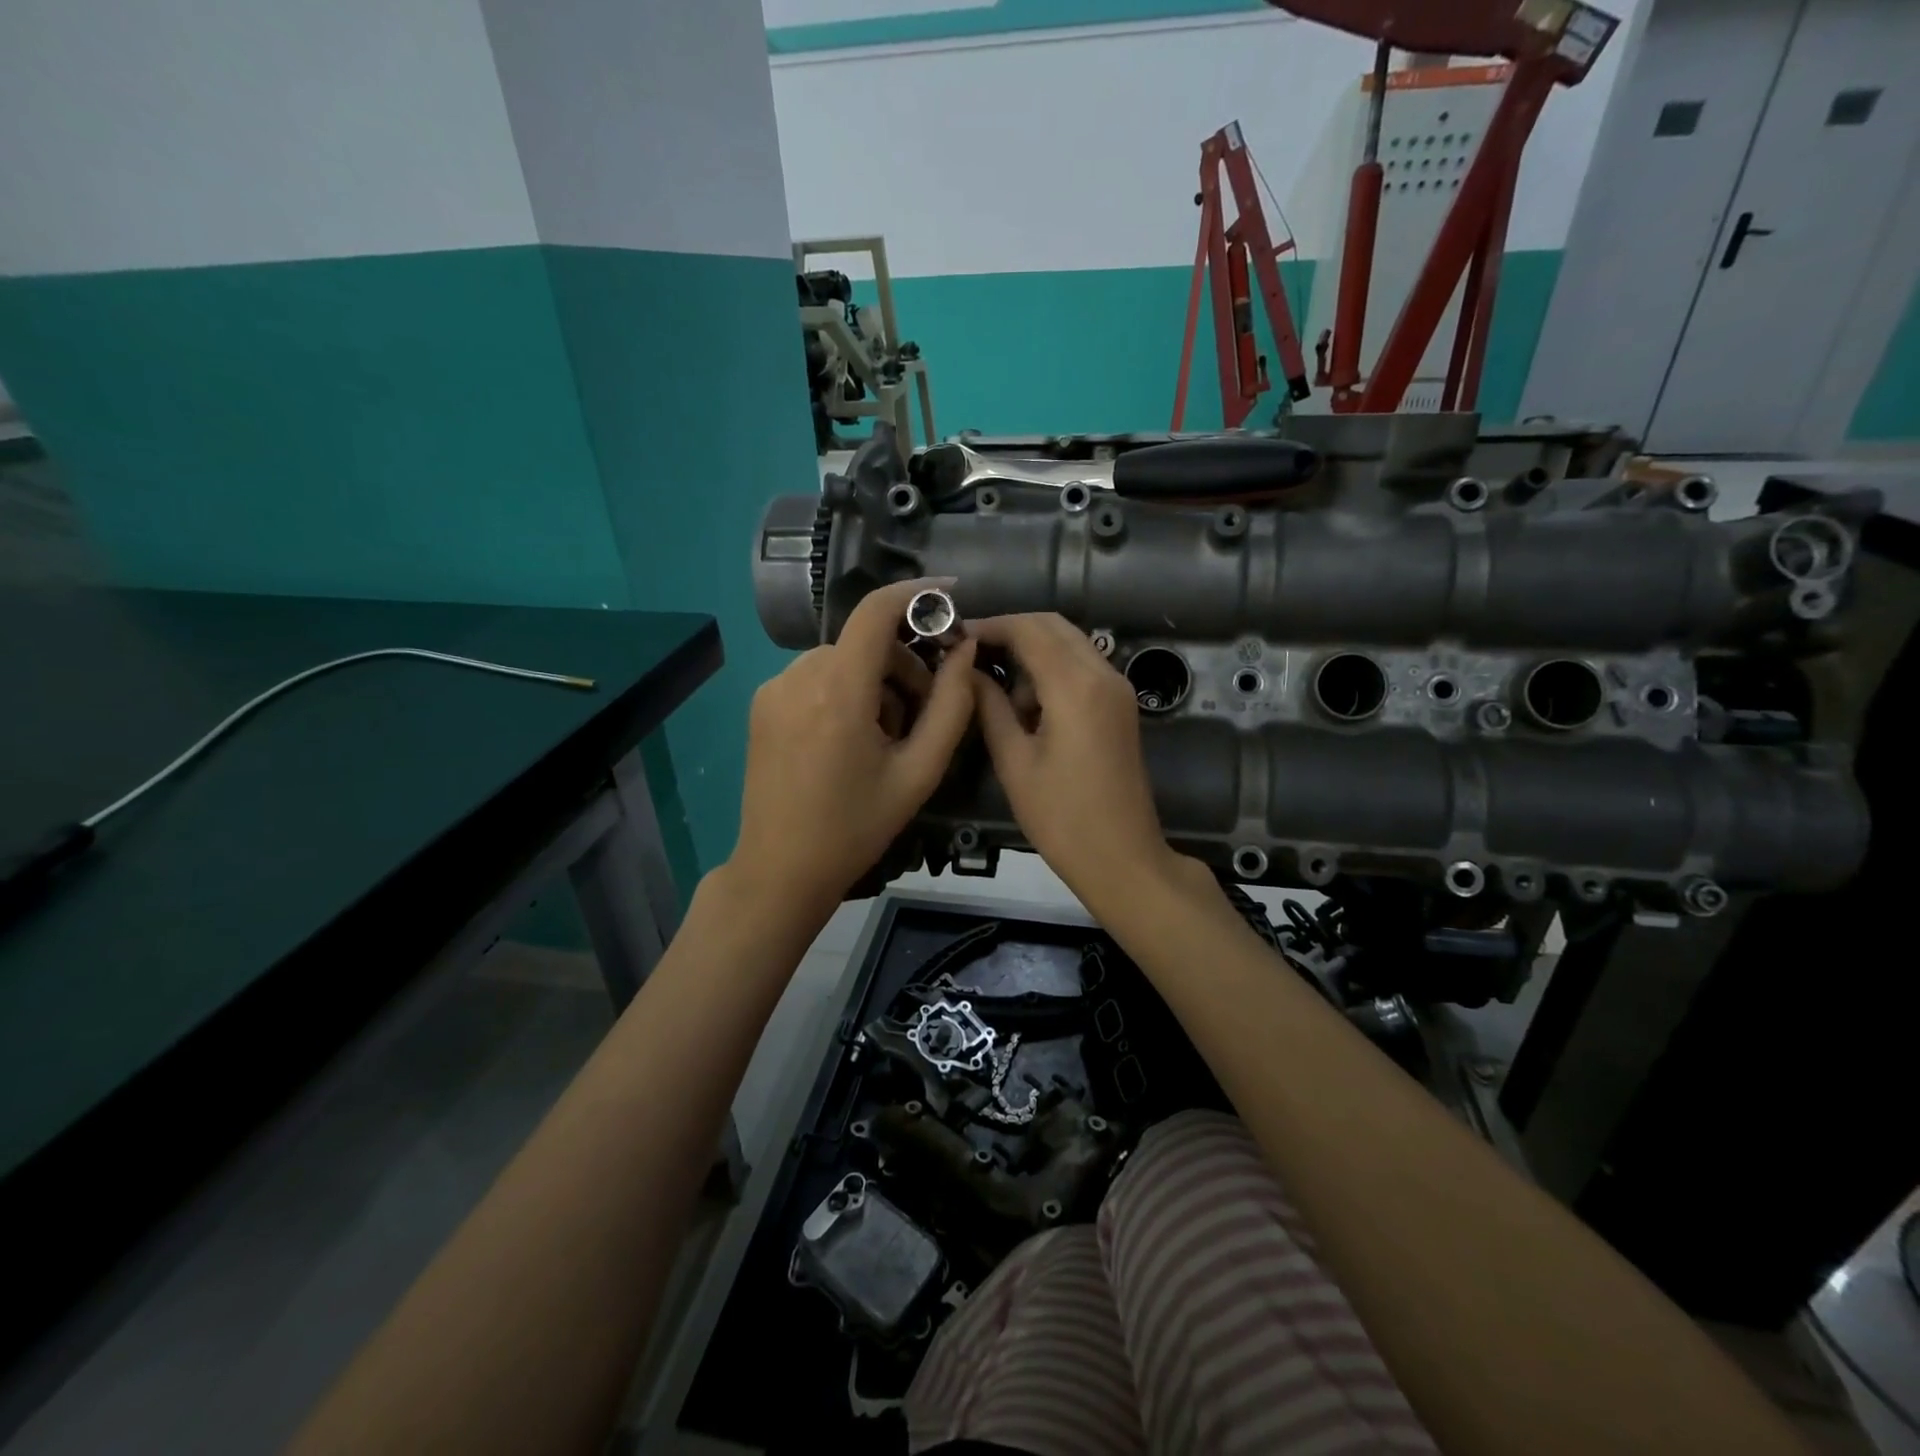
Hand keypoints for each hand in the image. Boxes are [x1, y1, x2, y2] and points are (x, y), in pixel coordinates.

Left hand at [729, 580, 976, 922]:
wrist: (780, 870)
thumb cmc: (856, 827)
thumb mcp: (919, 772)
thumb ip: (952, 706)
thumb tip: (966, 651)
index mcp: (838, 691)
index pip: (876, 611)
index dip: (917, 593)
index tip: (951, 595)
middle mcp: (798, 676)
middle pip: (865, 642)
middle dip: (903, 666)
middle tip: (921, 715)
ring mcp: (773, 689)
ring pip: (842, 659)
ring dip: (875, 682)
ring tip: (885, 737)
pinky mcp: (762, 704)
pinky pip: (816, 677)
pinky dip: (845, 691)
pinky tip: (850, 739)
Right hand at [969, 615, 1187, 911]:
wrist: (1123, 858)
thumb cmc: (1061, 817)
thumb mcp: (1014, 762)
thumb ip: (989, 706)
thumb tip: (967, 671)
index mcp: (1075, 686)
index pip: (1028, 629)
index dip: (989, 626)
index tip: (955, 637)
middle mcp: (1103, 674)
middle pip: (1053, 626)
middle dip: (1011, 631)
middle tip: (970, 654)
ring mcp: (1118, 688)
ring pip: (1069, 644)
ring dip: (1032, 652)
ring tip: (998, 693)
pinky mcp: (1121, 705)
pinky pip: (1082, 667)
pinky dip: (1052, 670)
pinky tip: (1028, 706)